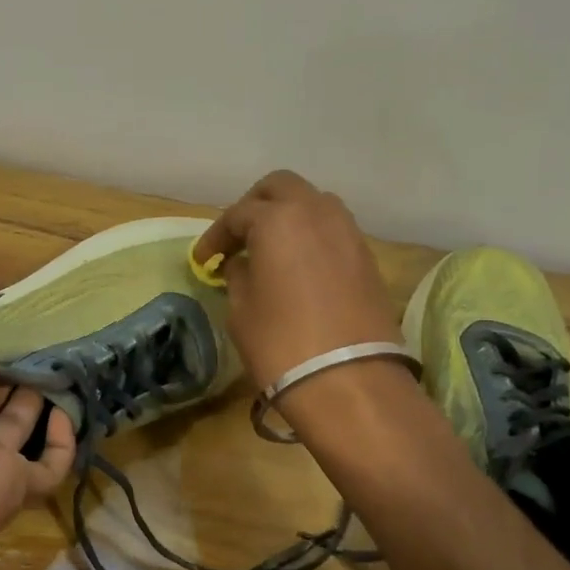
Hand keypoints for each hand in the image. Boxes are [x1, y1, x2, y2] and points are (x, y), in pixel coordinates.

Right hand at [192, 170, 401, 389]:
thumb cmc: (280, 343)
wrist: (349, 381)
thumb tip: (243, 264)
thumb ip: (238, 276)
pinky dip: (310, 237)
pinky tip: (296, 266)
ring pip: (313, 203)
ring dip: (287, 217)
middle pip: (280, 187)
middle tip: (237, 237)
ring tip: (268, 249)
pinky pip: (332, 230)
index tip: (203, 261)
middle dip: (254, 206)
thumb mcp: (241, 310)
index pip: (238, 214)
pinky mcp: (366, 257)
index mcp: (278, 219)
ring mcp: (347, 232)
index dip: (215, 237)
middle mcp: (316, 212)